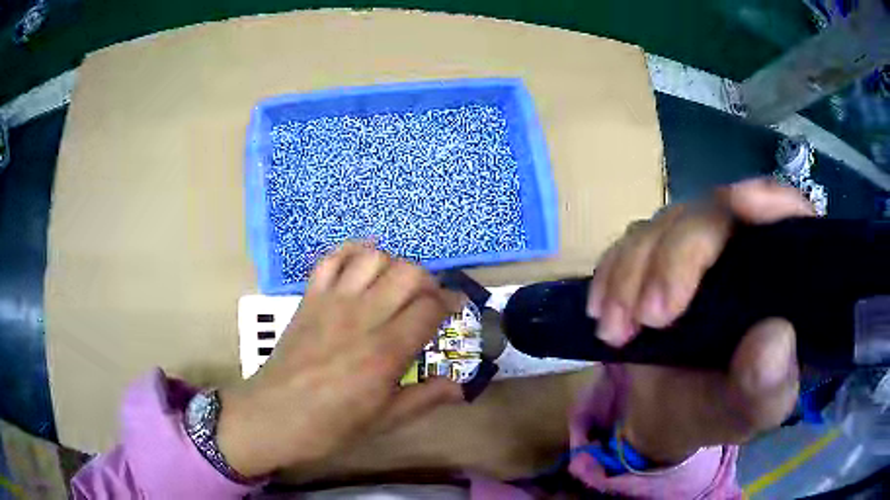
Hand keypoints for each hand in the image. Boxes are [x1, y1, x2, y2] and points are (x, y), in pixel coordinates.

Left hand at [216, 243, 465, 476]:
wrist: (274, 416)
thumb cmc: (331, 426)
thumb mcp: (384, 421)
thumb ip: (425, 399)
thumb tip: (460, 388)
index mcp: (386, 351)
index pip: (430, 307)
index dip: (451, 302)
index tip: (456, 308)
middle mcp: (363, 317)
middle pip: (408, 273)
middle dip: (428, 281)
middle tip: (428, 300)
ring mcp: (332, 302)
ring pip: (373, 258)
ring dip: (393, 266)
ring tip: (394, 286)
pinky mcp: (309, 298)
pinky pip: (331, 259)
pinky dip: (351, 253)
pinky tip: (361, 266)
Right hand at [587, 179, 814, 463]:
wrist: (666, 419)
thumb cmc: (719, 414)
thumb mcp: (750, 413)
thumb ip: (768, 385)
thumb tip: (775, 337)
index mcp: (785, 283)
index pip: (791, 220)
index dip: (770, 202)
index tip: (738, 205)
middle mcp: (745, 251)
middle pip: (715, 216)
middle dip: (676, 258)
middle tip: (648, 317)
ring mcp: (700, 251)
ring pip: (666, 225)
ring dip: (632, 272)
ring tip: (615, 330)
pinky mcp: (660, 258)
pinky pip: (631, 243)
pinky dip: (613, 272)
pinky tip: (602, 310)